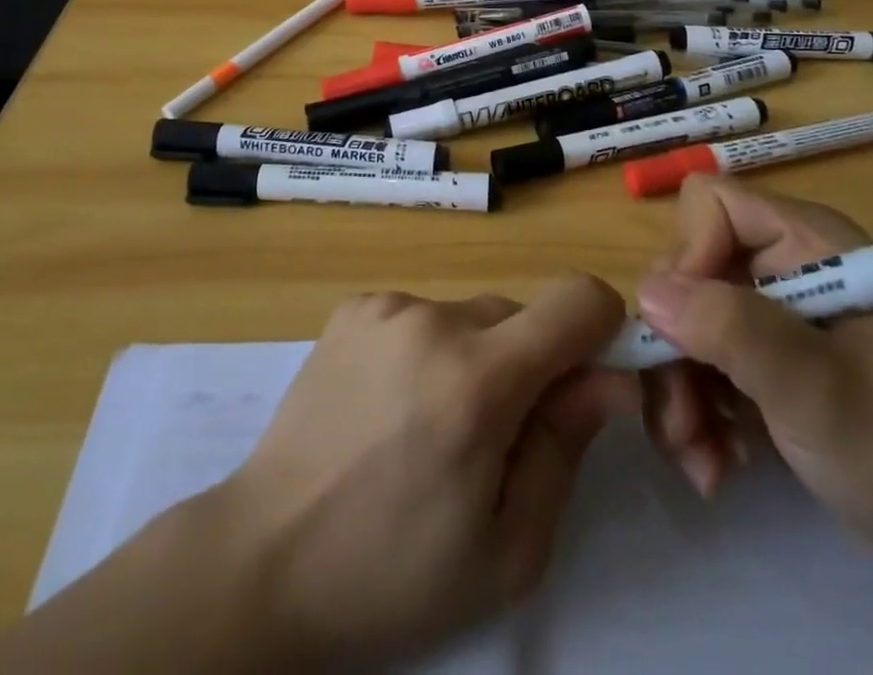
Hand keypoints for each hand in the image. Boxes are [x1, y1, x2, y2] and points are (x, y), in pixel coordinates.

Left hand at [212, 277, 635, 667]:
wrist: (263, 557)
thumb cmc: (392, 572)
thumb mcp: (506, 549)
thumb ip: (566, 447)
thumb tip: (608, 379)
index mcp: (478, 378)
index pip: (578, 299)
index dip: (603, 330)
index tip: (590, 380)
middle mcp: (433, 318)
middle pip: (521, 314)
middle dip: (530, 364)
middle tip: (494, 436)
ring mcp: (387, 306)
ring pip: (471, 315)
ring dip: (476, 357)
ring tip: (430, 426)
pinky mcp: (354, 306)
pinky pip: (423, 314)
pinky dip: (428, 348)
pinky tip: (391, 404)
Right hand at [636, 178, 872, 593]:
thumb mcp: (817, 391)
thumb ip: (732, 329)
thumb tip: (646, 291)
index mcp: (807, 241)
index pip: (711, 205)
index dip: (688, 256)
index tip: (686, 331)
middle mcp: (783, 264)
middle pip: (688, 271)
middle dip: (673, 348)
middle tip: (682, 426)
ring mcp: (774, 316)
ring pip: (686, 322)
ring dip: (680, 392)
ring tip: (702, 463)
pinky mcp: (769, 362)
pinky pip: (704, 362)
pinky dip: (700, 412)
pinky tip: (719, 465)